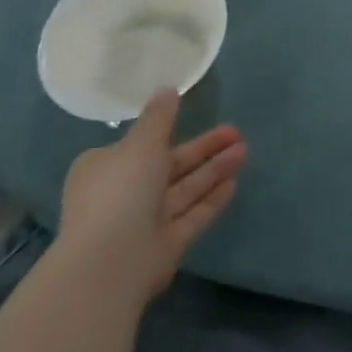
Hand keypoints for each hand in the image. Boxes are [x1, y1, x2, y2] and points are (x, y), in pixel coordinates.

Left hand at [57, 91, 245, 303]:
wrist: (110, 262)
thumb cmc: (121, 191)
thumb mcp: (141, 143)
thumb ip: (159, 117)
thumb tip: (167, 89)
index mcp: (107, 168)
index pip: (139, 146)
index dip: (167, 132)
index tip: (193, 117)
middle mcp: (124, 194)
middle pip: (171, 166)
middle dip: (204, 149)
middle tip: (236, 132)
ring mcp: (144, 222)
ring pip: (185, 189)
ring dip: (214, 170)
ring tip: (245, 150)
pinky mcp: (164, 245)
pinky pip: (192, 216)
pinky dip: (211, 199)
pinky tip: (234, 184)